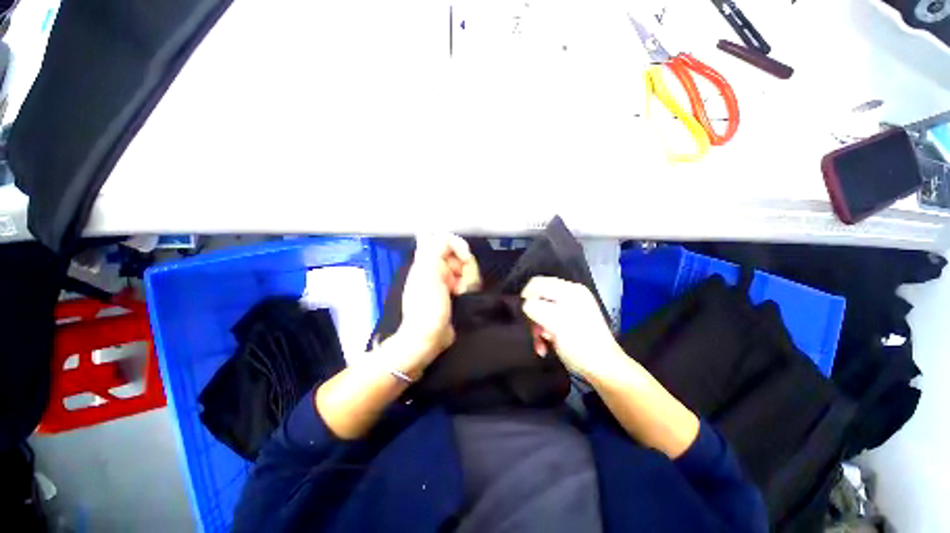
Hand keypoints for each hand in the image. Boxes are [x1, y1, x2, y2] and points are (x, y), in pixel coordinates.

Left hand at [394, 234, 481, 375]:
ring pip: (468, 268)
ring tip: (460, 294)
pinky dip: (469, 288)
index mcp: (427, 260)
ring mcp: (448, 280)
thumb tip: (448, 239)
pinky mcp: (456, 291)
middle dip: (466, 269)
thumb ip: (435, 250)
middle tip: (459, 284)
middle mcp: (438, 267)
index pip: (446, 239)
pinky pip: (469, 281)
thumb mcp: (428, 274)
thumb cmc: (427, 306)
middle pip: (461, 255)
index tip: (465, 259)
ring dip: (469, 281)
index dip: (459, 245)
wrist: (428, 337)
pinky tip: (463, 297)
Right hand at [521, 276, 622, 379]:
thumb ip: (536, 309)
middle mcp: (571, 294)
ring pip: (542, 309)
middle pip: (538, 296)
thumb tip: (525, 304)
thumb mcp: (555, 325)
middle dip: (533, 315)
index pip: (537, 283)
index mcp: (570, 290)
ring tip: (540, 341)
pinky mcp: (570, 319)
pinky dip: (544, 330)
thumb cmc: (581, 345)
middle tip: (534, 332)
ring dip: (537, 326)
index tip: (525, 317)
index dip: (526, 298)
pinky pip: (549, 318)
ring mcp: (571, 306)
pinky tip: (545, 344)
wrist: (604, 368)